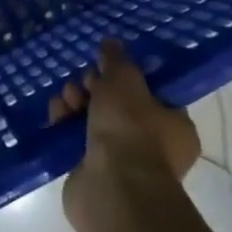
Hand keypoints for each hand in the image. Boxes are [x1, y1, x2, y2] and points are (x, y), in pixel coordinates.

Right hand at [48, 39, 198, 220]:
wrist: (112, 188)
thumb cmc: (131, 129)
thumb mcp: (125, 80)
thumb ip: (117, 59)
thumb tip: (111, 43)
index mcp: (175, 126)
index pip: (152, 92)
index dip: (127, 75)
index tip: (108, 65)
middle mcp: (153, 146)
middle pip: (119, 104)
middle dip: (96, 87)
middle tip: (85, 82)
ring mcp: (122, 163)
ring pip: (94, 119)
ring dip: (77, 102)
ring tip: (67, 97)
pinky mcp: (93, 173)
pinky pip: (77, 139)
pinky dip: (65, 124)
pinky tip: (57, 112)